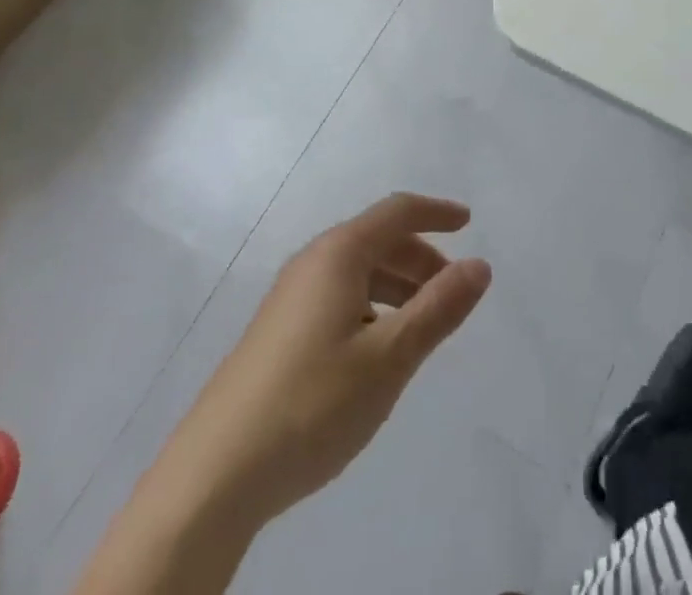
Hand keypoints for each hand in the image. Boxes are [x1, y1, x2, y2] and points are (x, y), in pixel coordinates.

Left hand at [186, 193, 491, 525]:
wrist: (212, 479)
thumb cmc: (311, 404)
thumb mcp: (389, 358)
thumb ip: (439, 308)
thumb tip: (479, 266)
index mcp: (338, 254)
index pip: (397, 212)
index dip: (436, 213)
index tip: (470, 222)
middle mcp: (311, 264)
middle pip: (377, 240)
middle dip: (421, 257)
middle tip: (453, 290)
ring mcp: (289, 299)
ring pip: (357, 273)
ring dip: (397, 286)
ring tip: (422, 324)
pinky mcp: (277, 334)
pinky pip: (338, 298)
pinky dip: (371, 307)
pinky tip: (377, 352)